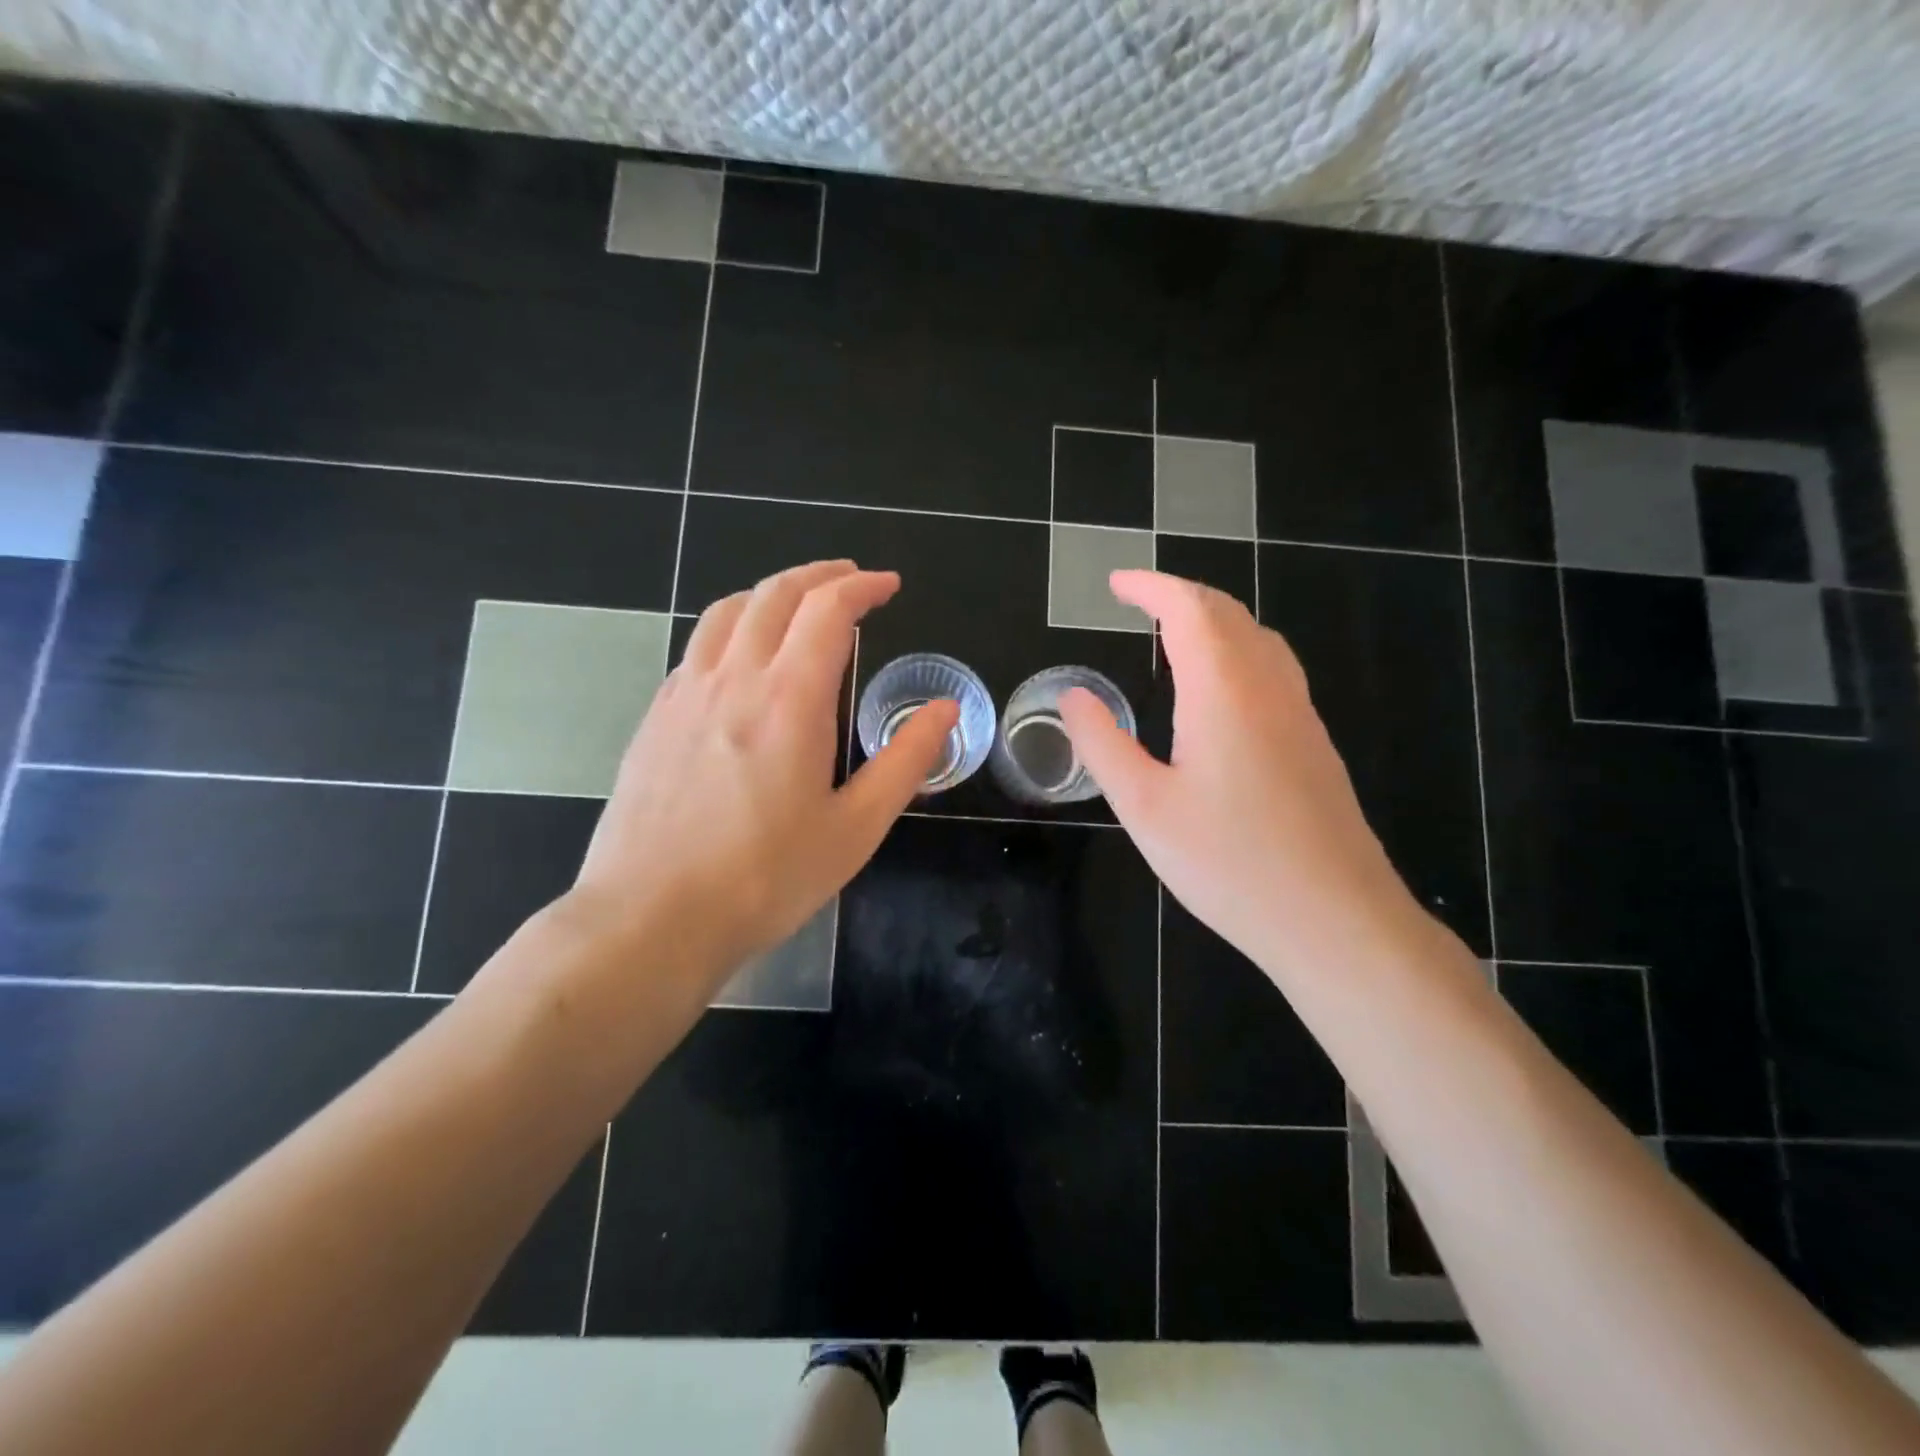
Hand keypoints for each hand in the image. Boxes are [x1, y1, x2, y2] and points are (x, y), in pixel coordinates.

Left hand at [566, 560, 957, 989]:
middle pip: (774, 595)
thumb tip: (945, 709)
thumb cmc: (766, 878)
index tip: (888, 586)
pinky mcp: (654, 718)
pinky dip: (730, 628)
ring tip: (796, 604)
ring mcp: (683, 694)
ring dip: (769, 593)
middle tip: (850, 580)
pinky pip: (696, 648)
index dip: (862, 587)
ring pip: (726, 612)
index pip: (828, 610)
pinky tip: (740, 660)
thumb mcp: (856, 827)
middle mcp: (733, 678)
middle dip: (818, 576)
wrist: (652, 919)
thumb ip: (906, 760)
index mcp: (789, 699)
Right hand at [1057, 570, 1424, 983]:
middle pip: (1228, 613)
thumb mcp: (1144, 807)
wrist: (1334, 918)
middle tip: (1138, 602)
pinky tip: (1220, 691)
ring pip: (1259, 638)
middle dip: (1181, 595)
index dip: (1150, 586)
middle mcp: (1268, 687)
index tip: (1115, 583)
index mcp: (1223, 690)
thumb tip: (1072, 697)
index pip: (1188, 609)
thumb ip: (1103, 744)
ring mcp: (1300, 714)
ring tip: (1175, 636)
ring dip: (1215, 620)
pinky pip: (1274, 669)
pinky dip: (1238, 651)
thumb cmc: (1229, 863)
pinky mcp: (1314, 743)